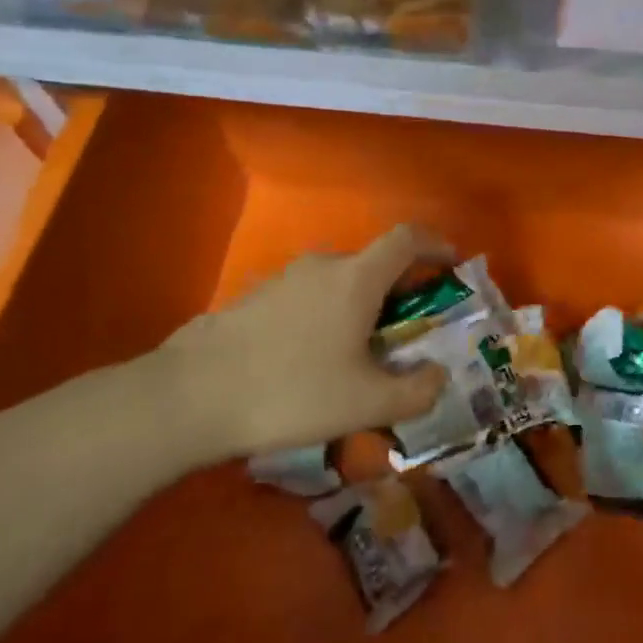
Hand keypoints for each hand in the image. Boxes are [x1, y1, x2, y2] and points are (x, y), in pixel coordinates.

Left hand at [148, 224, 453, 466]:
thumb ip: (417, 391)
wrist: (192, 396)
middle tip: (403, 332)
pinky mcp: (253, 297)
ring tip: (355, 354)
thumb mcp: (367, 404)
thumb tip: (438, 375)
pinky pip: (304, 298)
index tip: (450, 264)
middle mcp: (322, 265)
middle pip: (372, 264)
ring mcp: (282, 278)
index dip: (435, 245)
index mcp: (357, 278)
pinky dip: (322, 316)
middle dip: (396, 290)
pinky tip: (307, 361)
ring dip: (356, 306)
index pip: (407, 239)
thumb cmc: (292, 391)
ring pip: (336, 282)